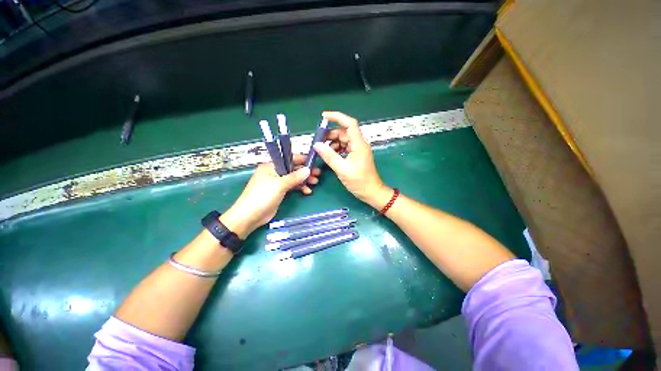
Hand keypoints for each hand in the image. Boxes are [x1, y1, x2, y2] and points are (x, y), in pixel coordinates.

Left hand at [220, 154, 320, 237]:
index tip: (314, 162)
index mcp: (271, 166)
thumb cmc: (262, 196)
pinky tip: (307, 191)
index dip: (302, 160)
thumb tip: (308, 170)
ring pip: (293, 178)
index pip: (289, 159)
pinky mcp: (279, 191)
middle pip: (293, 169)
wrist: (249, 216)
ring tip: (315, 182)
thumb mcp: (279, 185)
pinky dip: (299, 188)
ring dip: (304, 180)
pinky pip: (292, 187)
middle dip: (305, 171)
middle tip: (318, 174)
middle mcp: (274, 172)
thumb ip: (294, 177)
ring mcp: (277, 182)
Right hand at [313, 111, 391, 208]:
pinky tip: (330, 156)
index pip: (349, 124)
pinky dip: (336, 150)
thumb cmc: (359, 181)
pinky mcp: (356, 156)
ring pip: (343, 140)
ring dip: (332, 143)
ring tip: (323, 151)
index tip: (324, 116)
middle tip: (318, 142)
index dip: (337, 117)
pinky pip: (345, 148)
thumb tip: (317, 145)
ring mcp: (358, 150)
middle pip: (344, 132)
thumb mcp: (342, 169)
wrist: (371, 192)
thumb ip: (329, 156)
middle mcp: (359, 144)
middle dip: (330, 135)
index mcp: (359, 144)